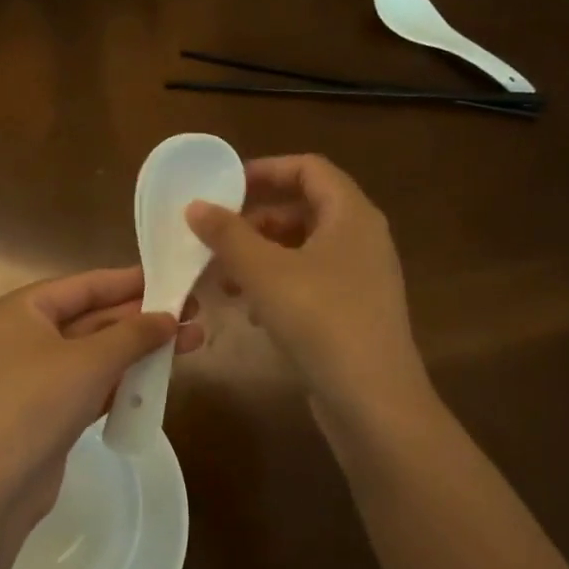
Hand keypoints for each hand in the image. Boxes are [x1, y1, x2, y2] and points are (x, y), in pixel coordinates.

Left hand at [0, 267, 202, 532]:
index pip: (85, 285)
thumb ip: (133, 334)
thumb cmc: (35, 403)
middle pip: (92, 318)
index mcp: (22, 311)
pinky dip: (120, 381)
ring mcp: (33, 377)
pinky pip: (89, 385)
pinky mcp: (45, 412)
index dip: (130, 281)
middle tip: (193, 314)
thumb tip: (169, 317)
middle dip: (142, 318)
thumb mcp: (90, 361)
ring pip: (94, 354)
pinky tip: (157, 380)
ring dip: (137, 350)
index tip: (172, 278)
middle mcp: (24, 337)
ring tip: (190, 343)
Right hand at [186, 154, 425, 410]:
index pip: (309, 169)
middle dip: (256, 222)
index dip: (266, 170)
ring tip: (225, 280)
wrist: (372, 399)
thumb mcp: (264, 271)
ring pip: (303, 251)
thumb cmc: (319, 319)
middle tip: (216, 238)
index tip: (225, 188)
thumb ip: (227, 234)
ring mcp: (361, 279)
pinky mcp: (353, 312)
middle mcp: (362, 239)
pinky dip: (278, 287)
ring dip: (261, 258)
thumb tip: (196, 206)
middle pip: (304, 210)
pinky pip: (310, 283)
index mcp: (351, 215)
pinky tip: (254, 314)